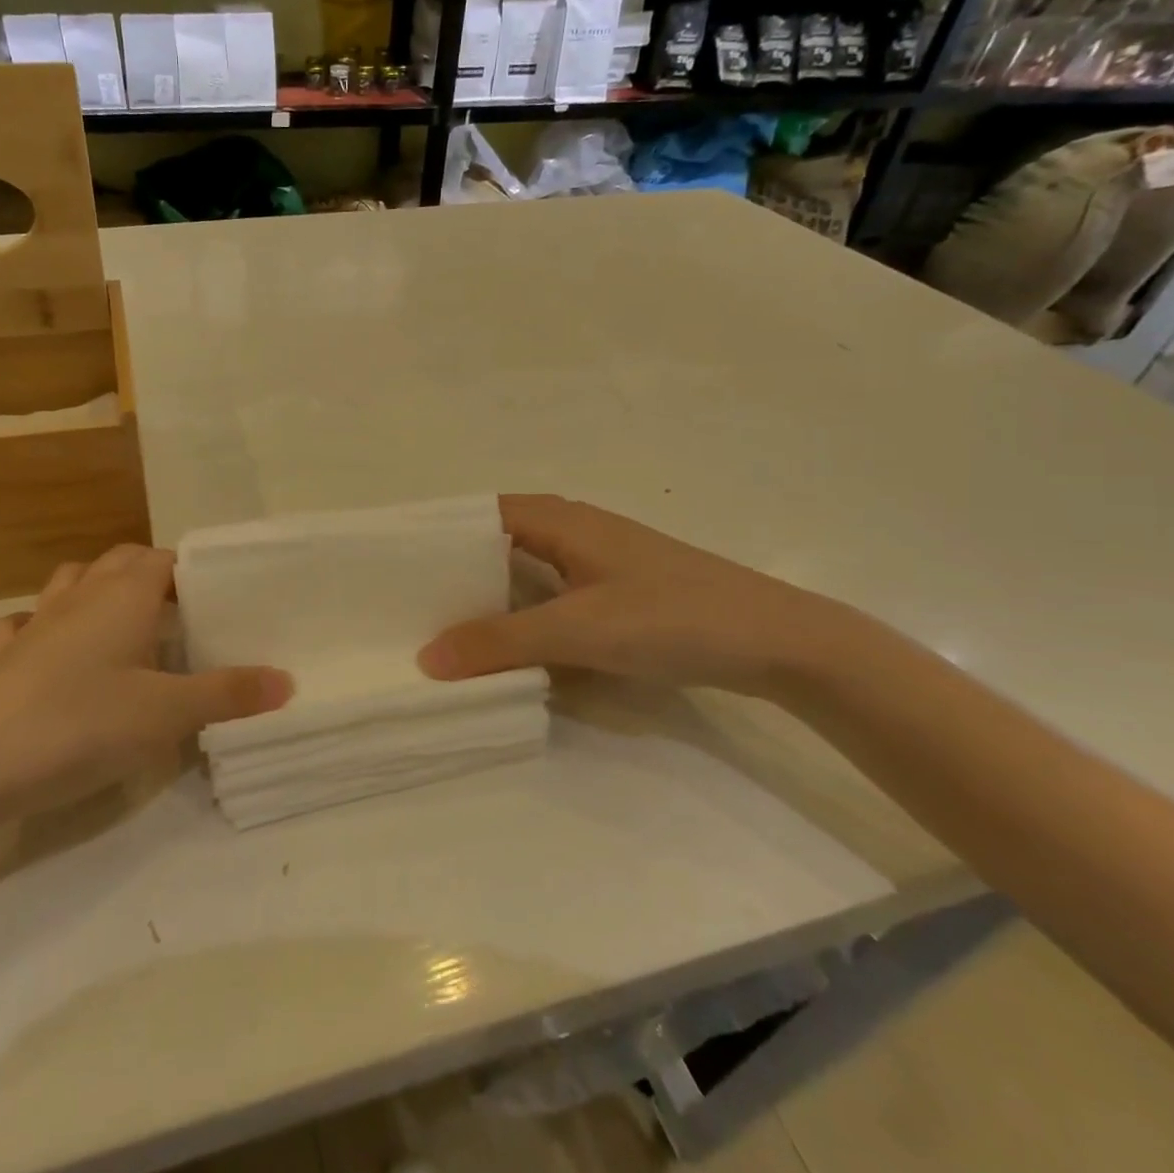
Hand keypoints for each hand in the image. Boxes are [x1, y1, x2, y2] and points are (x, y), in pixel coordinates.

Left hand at [0, 545, 291, 824]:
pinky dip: (48, 627)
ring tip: (128, 627)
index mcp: (124, 594)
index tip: (225, 600)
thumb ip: (228, 694)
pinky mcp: (1, 655)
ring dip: (102, 592)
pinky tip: (55, 654)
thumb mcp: (166, 714)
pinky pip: (29, 623)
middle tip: (187, 617)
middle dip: (156, 578)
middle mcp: (81, 595)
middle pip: (124, 561)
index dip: (197, 572)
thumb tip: (287, 681)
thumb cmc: (78, 725)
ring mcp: (36, 621)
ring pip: (75, 581)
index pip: (168, 559)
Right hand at [418, 495, 848, 696]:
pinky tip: (507, 644)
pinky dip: (523, 613)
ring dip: (489, 595)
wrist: (779, 642)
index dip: (437, 535)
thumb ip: (500, 642)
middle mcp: (574, 531)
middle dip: (456, 570)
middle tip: (408, 604)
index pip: (479, 514)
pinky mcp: (617, 593)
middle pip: (497, 542)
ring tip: (442, 626)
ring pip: (525, 571)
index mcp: (560, 520)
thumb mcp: (578, 630)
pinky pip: (551, 595)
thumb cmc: (673, 618)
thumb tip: (426, 658)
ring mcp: (598, 563)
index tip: (394, 565)